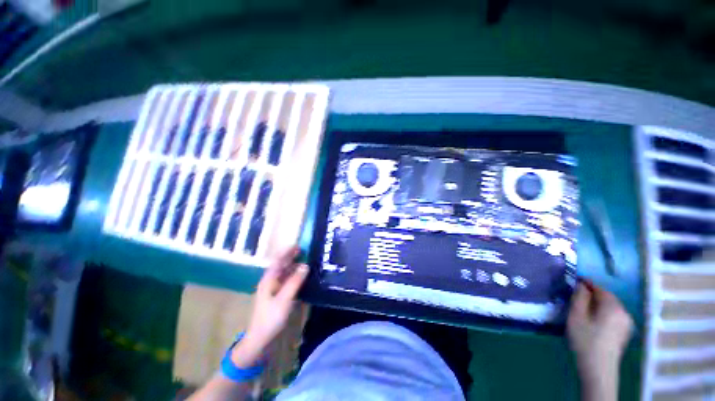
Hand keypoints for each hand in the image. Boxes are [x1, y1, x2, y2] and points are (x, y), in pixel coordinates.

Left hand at [231, 246, 308, 367]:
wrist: (259, 339)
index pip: (278, 261)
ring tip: (306, 260)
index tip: (298, 245)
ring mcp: (273, 289)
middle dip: (291, 256)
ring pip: (284, 272)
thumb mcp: (284, 299)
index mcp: (269, 280)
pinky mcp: (276, 296)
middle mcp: (270, 281)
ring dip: (293, 265)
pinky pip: (286, 280)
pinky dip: (293, 275)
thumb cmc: (270, 318)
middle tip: (305, 250)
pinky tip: (301, 276)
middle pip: (281, 265)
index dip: (287, 252)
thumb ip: (295, 281)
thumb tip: (305, 265)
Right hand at [567, 281, 632, 399]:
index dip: (587, 283)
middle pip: (607, 297)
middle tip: (577, 295)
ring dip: (599, 304)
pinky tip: (595, 320)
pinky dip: (604, 312)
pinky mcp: (625, 333)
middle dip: (593, 294)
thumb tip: (582, 285)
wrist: (598, 368)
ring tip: (584, 307)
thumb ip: (579, 297)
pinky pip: (614, 315)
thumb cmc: (585, 339)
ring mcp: (627, 323)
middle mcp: (624, 312)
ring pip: (611, 307)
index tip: (575, 280)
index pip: (599, 288)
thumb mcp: (576, 316)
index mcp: (612, 306)